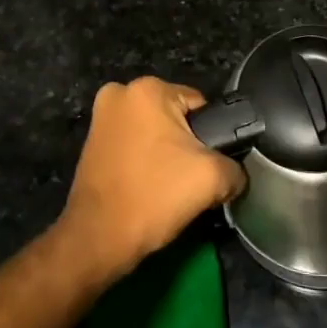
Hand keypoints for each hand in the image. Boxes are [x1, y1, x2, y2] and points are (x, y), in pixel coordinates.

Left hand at [59, 76, 246, 283]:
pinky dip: (143, 161)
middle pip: (174, 118)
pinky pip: (133, 145)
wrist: (99, 238)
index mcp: (148, 89)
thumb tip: (235, 174)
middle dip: (185, 145)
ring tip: (168, 187)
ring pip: (153, 132)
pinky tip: (148, 186)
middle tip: (189, 179)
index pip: (200, 106)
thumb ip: (235, 167)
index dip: (210, 137)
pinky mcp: (91, 142)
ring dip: (163, 154)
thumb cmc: (154, 196)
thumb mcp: (212, 178)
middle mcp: (120, 93)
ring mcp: (101, 117)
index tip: (207, 165)